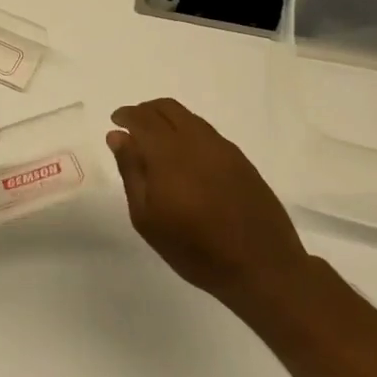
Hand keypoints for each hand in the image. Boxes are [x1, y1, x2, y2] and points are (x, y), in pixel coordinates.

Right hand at [108, 98, 314, 304]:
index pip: (143, 118)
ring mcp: (224, 149)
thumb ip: (131, 171)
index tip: (115, 122)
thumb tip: (117, 136)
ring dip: (168, 120)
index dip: (126, 115)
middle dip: (145, 111)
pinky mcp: (241, 160)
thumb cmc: (194, 249)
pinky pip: (207, 132)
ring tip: (157, 144)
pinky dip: (188, 132)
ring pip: (190, 118)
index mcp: (169, 154)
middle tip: (132, 128)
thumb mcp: (147, 217)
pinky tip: (185, 158)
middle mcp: (197, 141)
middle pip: (167, 108)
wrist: (261, 268)